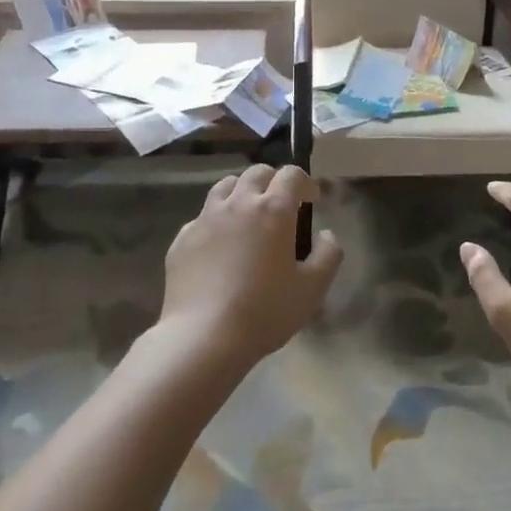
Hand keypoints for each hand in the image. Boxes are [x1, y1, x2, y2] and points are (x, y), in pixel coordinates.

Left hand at [160, 165, 341, 369]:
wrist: (203, 337)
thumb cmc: (265, 310)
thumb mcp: (312, 288)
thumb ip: (328, 254)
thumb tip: (326, 234)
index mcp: (273, 209)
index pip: (291, 175)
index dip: (305, 182)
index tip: (311, 200)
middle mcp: (238, 203)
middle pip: (256, 173)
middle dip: (273, 181)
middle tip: (281, 205)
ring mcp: (205, 219)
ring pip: (225, 187)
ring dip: (241, 192)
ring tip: (248, 216)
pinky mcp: (182, 239)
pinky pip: (202, 217)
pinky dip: (215, 221)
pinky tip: (219, 246)